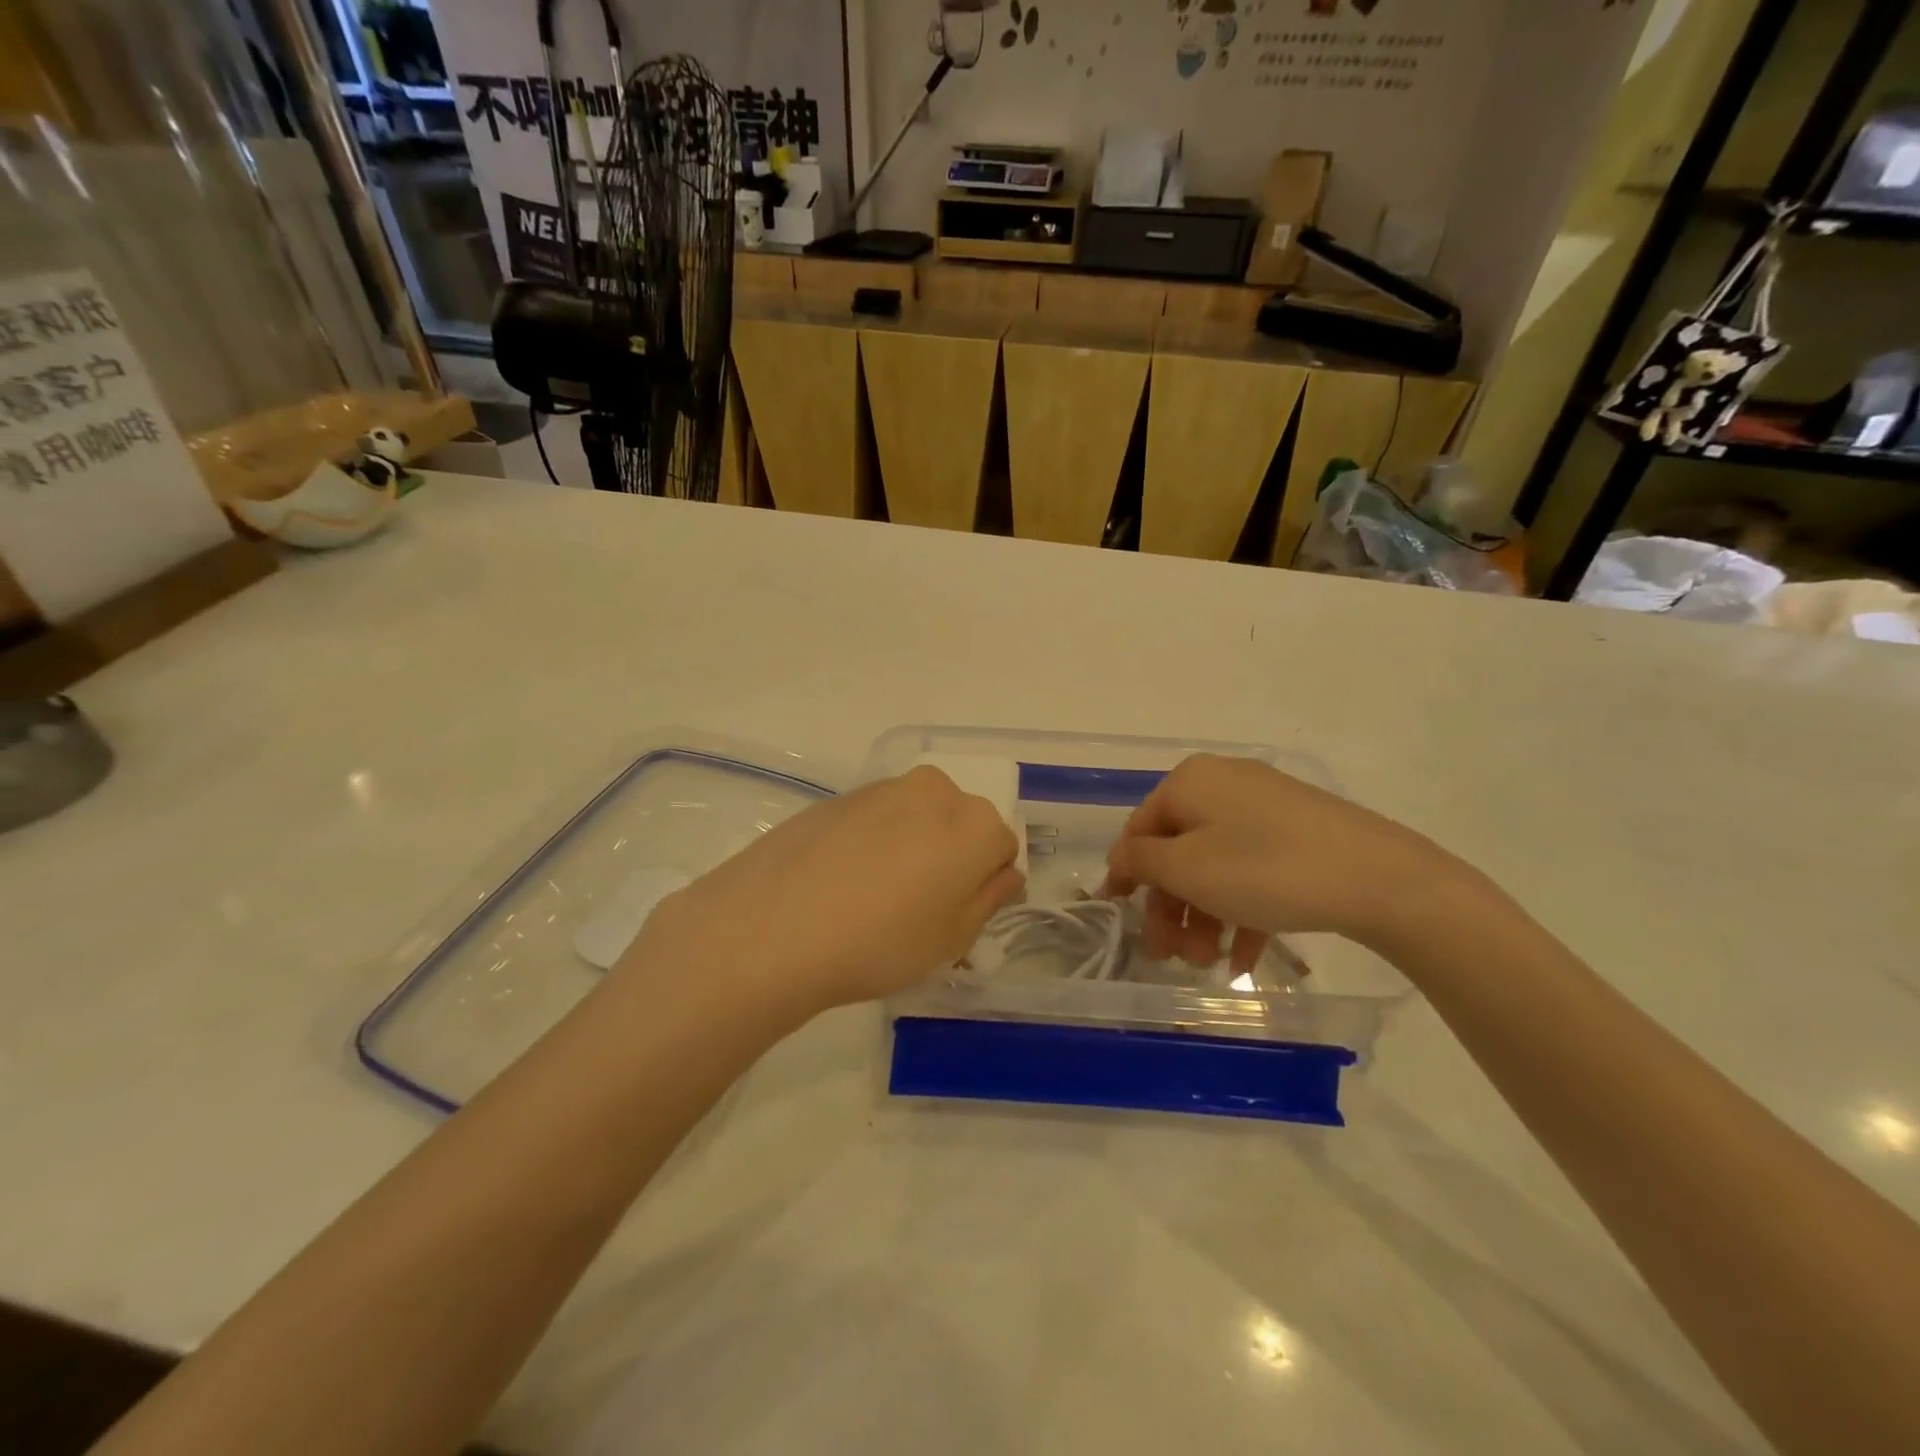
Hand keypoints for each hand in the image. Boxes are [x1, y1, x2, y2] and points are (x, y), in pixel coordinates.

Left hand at [626, 766, 1023, 1015]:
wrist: (771, 926)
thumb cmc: (879, 942)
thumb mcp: (952, 939)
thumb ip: (989, 898)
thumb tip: (1003, 872)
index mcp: (975, 824)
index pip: (1001, 848)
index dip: (982, 885)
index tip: (953, 916)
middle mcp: (935, 791)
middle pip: (960, 824)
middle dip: (949, 857)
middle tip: (916, 908)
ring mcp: (882, 788)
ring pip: (916, 817)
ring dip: (910, 846)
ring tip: (871, 897)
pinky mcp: (839, 796)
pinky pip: (875, 818)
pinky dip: (871, 842)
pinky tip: (839, 882)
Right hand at [1105, 755, 1456, 971]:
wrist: (1382, 879)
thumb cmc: (1264, 869)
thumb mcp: (1186, 868)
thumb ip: (1140, 861)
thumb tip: (1120, 856)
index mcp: (1190, 782)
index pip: (1140, 830)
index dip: (1127, 877)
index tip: (1123, 919)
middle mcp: (1224, 785)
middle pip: (1179, 851)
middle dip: (1172, 908)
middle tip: (1171, 956)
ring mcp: (1266, 809)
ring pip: (1216, 866)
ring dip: (1205, 917)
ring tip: (1209, 964)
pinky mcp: (1300, 834)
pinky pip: (1253, 871)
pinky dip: (1242, 912)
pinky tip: (1244, 959)